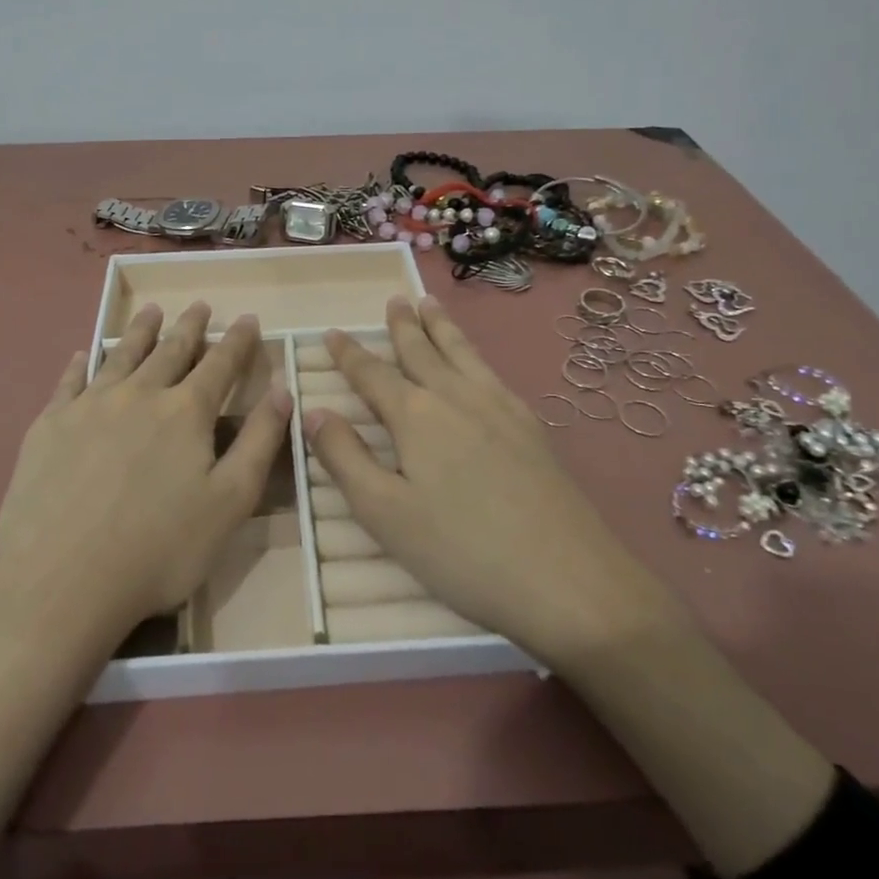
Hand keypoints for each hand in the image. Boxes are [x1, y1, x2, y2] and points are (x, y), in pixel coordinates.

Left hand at [0, 302, 292, 644]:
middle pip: (170, 350)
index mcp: (186, 412)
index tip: (249, 318)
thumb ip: (260, 441)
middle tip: (200, 306)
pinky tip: (83, 354)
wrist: (60, 579)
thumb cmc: (159, 548)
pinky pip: (69, 382)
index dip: (238, 340)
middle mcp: (139, 394)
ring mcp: (89, 406)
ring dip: (140, 331)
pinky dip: (81, 363)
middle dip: (190, 327)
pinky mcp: (49, 425)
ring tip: (151, 311)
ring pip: (121, 355)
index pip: (220, 364)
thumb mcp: (230, 501)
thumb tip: (284, 389)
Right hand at [304, 296, 678, 669]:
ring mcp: (500, 408)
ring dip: (442, 327)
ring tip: (430, 303)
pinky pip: (493, 373)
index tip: (331, 332)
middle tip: (394, 299)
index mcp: (416, 416)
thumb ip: (344, 457)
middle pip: (423, 352)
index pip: (372, 374)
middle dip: (404, 326)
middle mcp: (457, 398)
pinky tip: (479, 364)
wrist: (566, 578)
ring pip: (463, 354)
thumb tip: (312, 411)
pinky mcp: (531, 427)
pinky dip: (475, 355)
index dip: (349, 354)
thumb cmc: (461, 551)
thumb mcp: (384, 512)